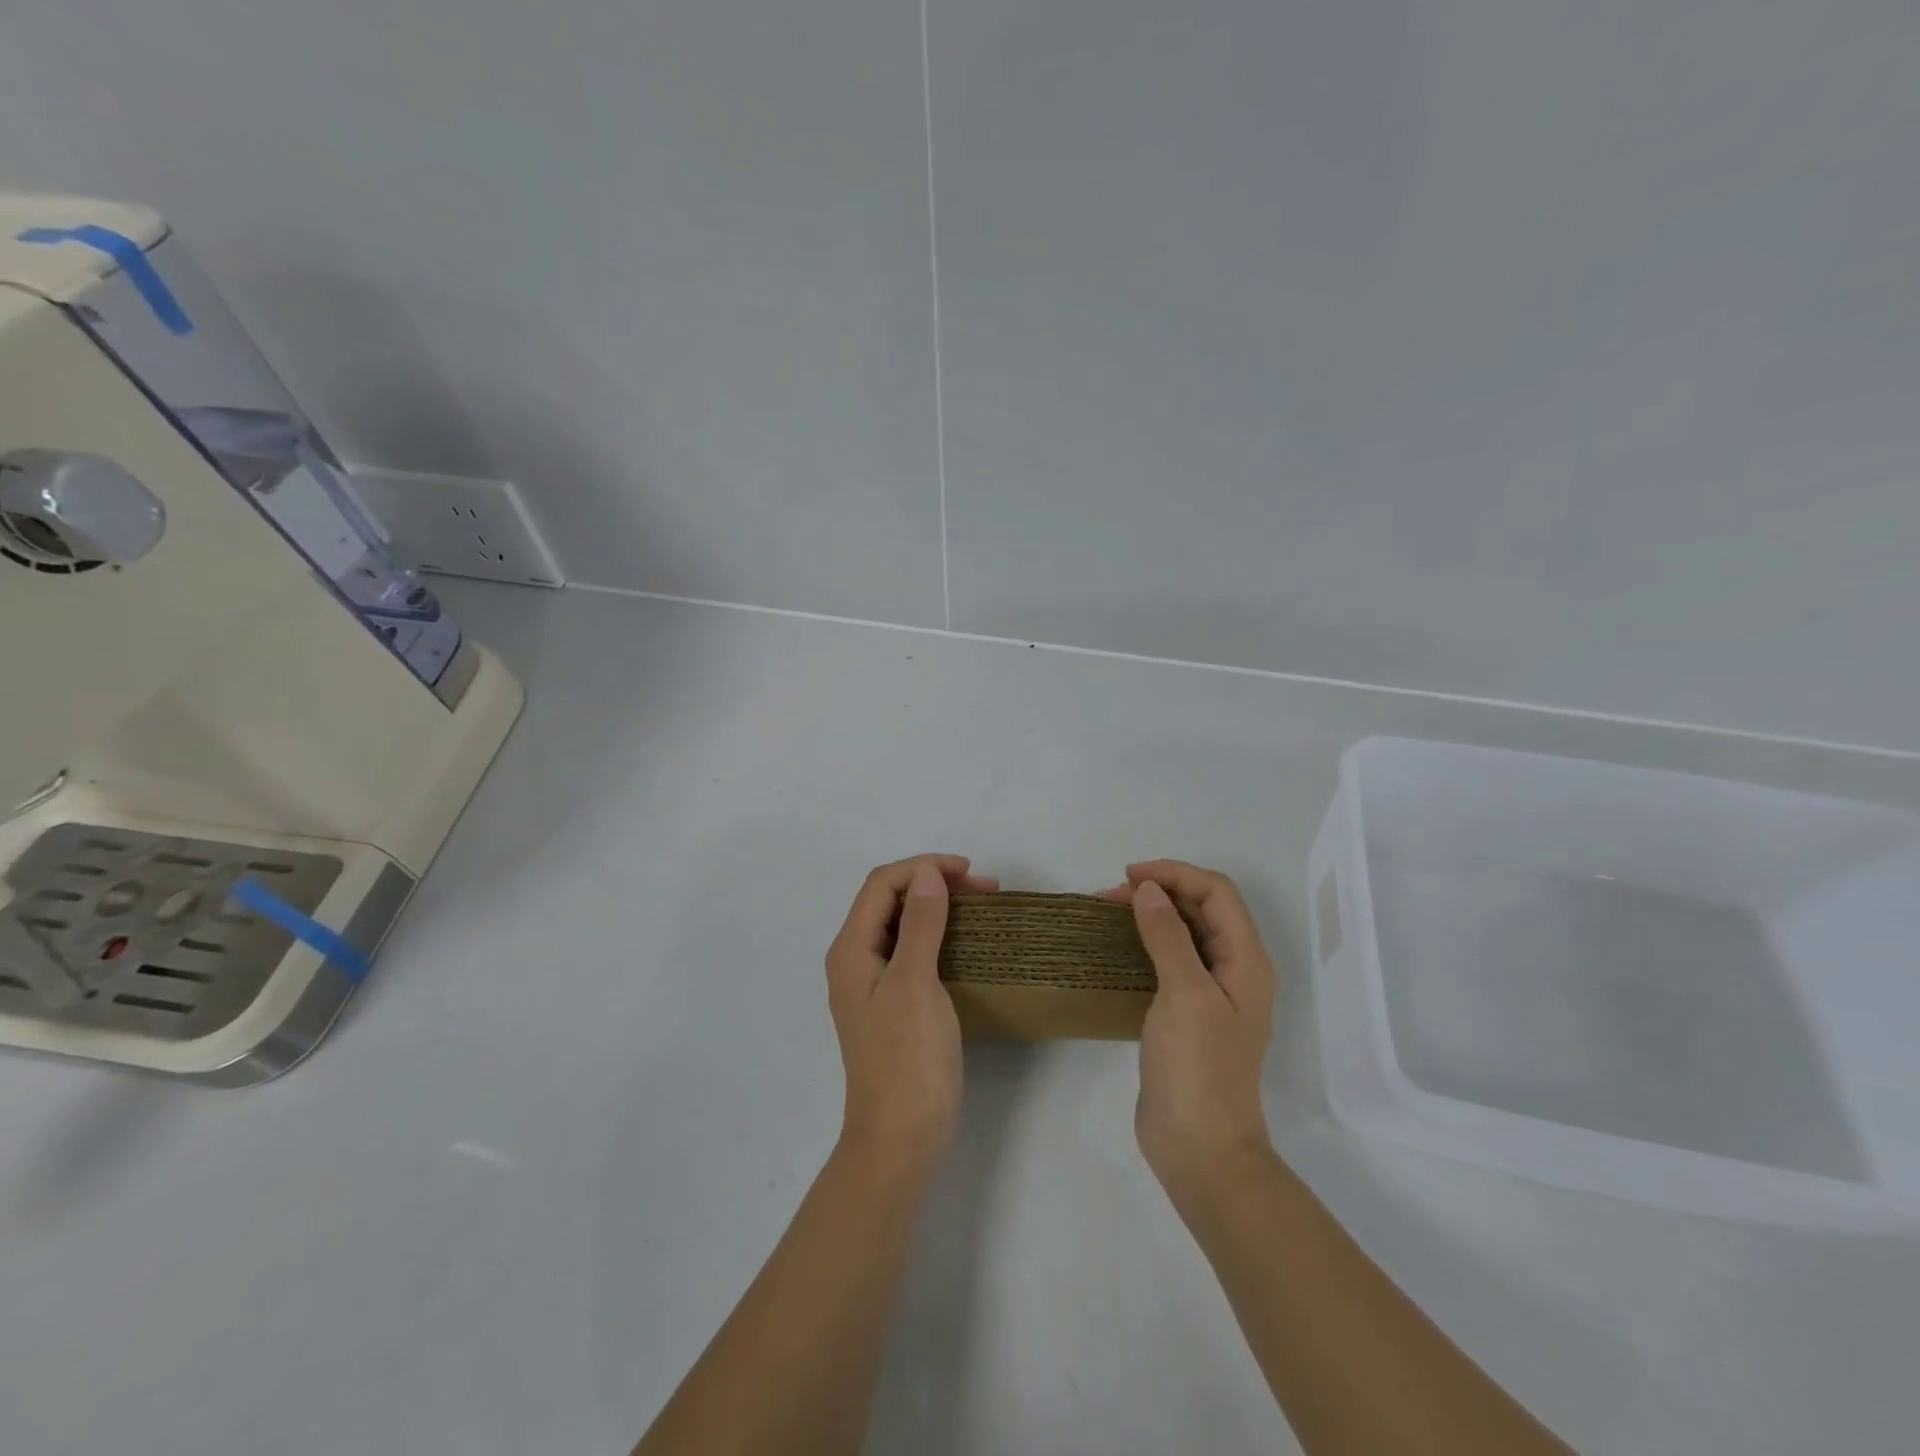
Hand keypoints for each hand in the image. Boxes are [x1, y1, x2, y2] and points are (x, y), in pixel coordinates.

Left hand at [826, 855, 995, 1175]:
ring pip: (904, 924)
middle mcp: (856, 959)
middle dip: (932, 883)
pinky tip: (967, 941)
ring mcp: (875, 983)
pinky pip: (914, 951)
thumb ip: (920, 924)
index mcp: (851, 949)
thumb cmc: (907, 1059)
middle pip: (890, 900)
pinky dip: (940, 935)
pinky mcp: (895, 1003)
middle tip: (984, 889)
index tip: (970, 872)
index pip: (882, 884)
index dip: (923, 867)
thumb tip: (927, 873)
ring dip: (938, 907)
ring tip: (981, 907)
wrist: (901, 1139)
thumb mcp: (915, 983)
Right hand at [1103, 860, 1276, 1194]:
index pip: (1217, 893)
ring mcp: (1211, 994)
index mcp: (1247, 961)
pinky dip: (1145, 943)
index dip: (1176, 874)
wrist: (1200, 1149)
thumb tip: (1148, 889)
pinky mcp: (1187, 1014)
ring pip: (1185, 933)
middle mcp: (1234, 970)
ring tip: (1108, 913)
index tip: (1129, 876)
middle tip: (1111, 895)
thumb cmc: (1199, 1068)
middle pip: (1203, 909)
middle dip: (1161, 890)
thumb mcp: (1185, 994)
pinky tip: (1117, 948)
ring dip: (1151, 915)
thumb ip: (1168, 936)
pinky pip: (1169, 961)